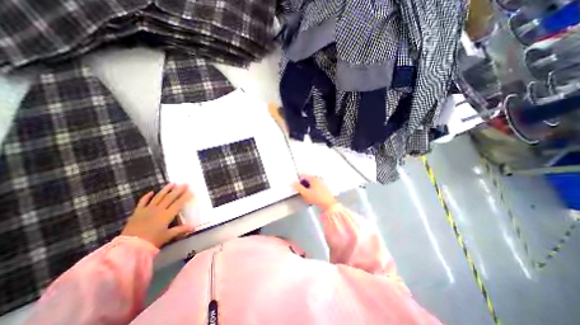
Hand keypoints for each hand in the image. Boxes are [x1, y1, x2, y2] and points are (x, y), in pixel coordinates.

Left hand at [121, 184, 195, 247]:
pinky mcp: (138, 212)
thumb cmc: (152, 241)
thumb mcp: (168, 236)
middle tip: (185, 183)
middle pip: (170, 197)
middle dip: (179, 190)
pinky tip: (152, 191)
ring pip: (159, 196)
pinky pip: (143, 201)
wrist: (129, 246)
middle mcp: (159, 209)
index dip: (185, 197)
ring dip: (166, 189)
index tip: (191, 191)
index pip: (179, 203)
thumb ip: (181, 230)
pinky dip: (147, 196)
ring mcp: (148, 209)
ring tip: (172, 183)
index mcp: (167, 215)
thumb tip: (193, 228)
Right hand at [293, 176, 337, 210]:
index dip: (298, 180)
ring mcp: (322, 183)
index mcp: (313, 178)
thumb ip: (298, 187)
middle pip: (307, 179)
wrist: (329, 205)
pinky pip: (316, 187)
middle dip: (303, 184)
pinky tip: (313, 196)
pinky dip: (312, 190)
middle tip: (302, 192)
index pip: (303, 175)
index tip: (296, 186)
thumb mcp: (305, 193)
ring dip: (308, 188)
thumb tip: (292, 182)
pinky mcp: (324, 188)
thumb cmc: (317, 198)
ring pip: (311, 183)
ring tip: (307, 195)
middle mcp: (318, 178)